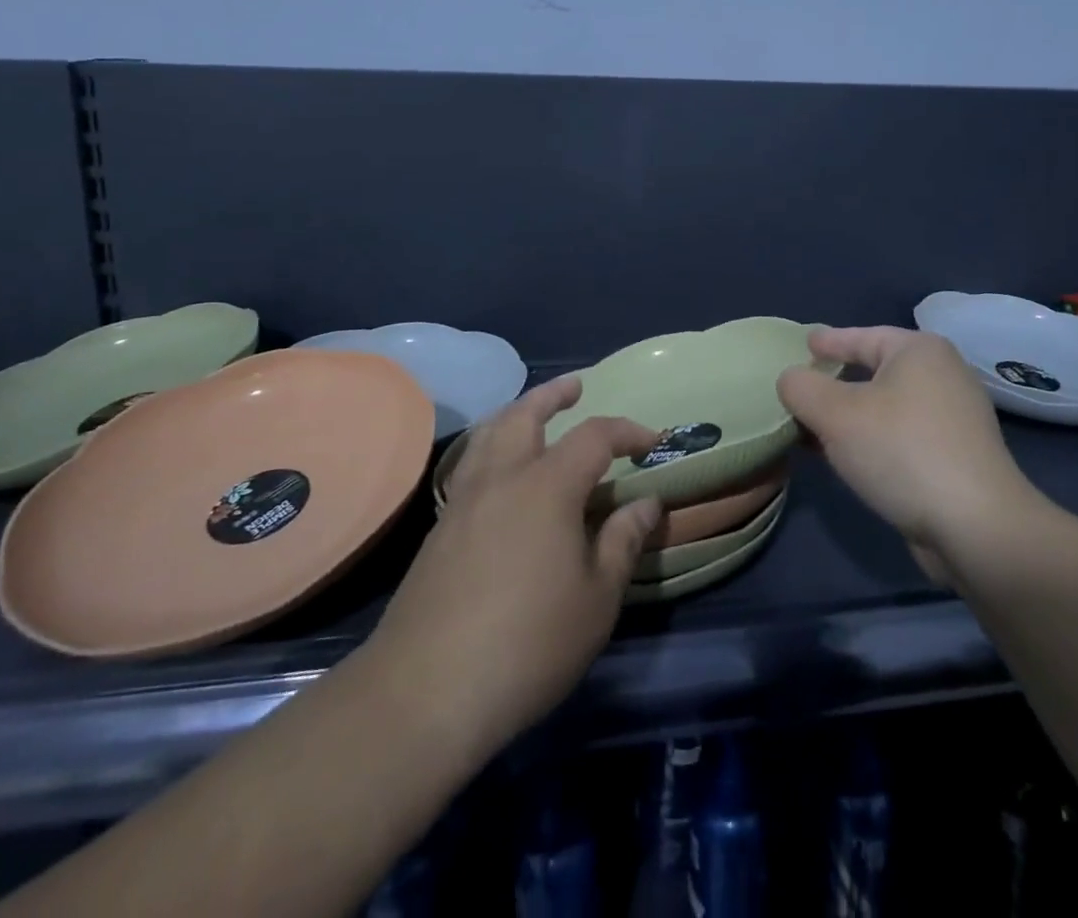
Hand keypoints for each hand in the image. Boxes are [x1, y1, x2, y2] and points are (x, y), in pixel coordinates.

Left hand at [366, 377, 662, 769]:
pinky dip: (492, 447)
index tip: (651, 441)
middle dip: (553, 395)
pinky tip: (502, 473)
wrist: (426, 691)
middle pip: (525, 414)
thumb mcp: (597, 598)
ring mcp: (464, 501)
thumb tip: (647, 502)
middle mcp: (502, 478)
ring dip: (516, 413)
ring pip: (489, 434)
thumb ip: (623, 541)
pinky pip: (472, 465)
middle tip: (575, 386)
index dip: (626, 432)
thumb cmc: (529, 643)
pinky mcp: (440, 530)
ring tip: (533, 412)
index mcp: (547, 486)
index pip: (594, 436)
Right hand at [778, 327, 1044, 576]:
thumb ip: (802, 388)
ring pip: (889, 406)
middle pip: (876, 370)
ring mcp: (956, 417)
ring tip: (817, 429)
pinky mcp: (959, 456)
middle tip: (805, 389)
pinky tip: (850, 459)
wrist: (976, 527)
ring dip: (852, 417)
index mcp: (919, 351)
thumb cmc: (901, 451)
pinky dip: (874, 439)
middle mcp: (943, 375)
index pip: (863, 336)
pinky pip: (903, 434)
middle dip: (837, 382)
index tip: (805, 344)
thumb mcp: (834, 414)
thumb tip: (791, 380)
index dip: (829, 341)